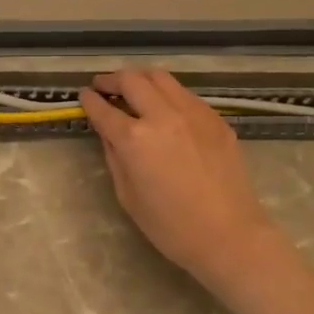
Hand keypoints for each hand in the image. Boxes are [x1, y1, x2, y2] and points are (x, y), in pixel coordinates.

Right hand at [80, 69, 286, 293]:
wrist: (229, 235)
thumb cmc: (170, 226)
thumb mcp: (127, 195)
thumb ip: (115, 157)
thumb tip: (109, 134)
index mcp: (134, 139)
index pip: (103, 109)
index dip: (90, 100)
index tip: (84, 96)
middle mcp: (162, 116)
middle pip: (132, 80)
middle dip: (112, 79)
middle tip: (104, 86)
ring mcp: (193, 113)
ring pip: (161, 77)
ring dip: (141, 79)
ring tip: (133, 89)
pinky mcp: (215, 119)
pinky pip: (185, 94)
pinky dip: (168, 93)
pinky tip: (165, 109)